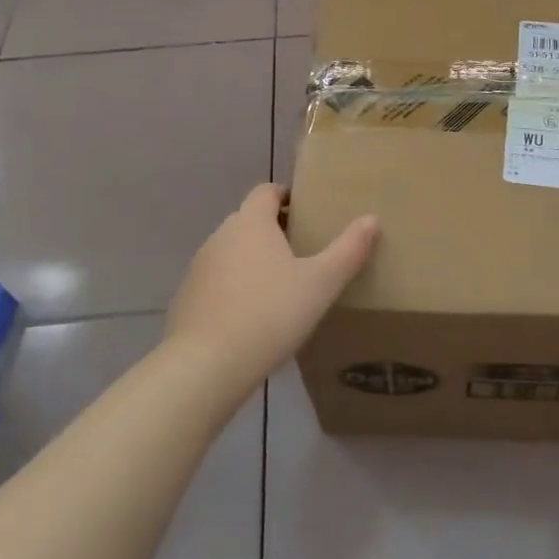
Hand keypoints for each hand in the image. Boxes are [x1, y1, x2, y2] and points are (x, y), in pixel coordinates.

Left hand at [166, 184, 378, 397]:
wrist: (205, 366)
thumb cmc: (269, 314)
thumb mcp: (321, 284)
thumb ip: (348, 250)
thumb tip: (372, 219)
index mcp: (251, 223)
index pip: (266, 191)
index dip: (286, 196)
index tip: (307, 213)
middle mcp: (220, 236)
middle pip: (249, 221)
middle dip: (274, 230)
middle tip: (303, 252)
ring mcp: (199, 268)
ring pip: (232, 252)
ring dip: (253, 261)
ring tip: (281, 287)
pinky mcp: (187, 299)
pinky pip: (217, 282)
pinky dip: (235, 289)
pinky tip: (253, 318)